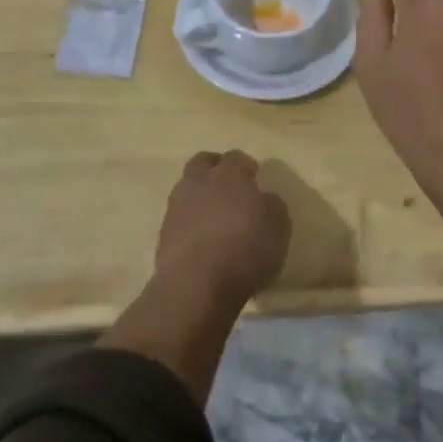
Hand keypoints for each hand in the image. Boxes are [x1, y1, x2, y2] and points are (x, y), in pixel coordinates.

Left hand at [154, 150, 291, 304]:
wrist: (196, 284)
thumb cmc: (246, 248)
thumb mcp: (278, 225)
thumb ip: (271, 204)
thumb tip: (263, 199)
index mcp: (229, 174)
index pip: (236, 157)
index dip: (245, 166)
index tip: (253, 177)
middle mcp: (200, 182)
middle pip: (203, 162)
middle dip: (214, 168)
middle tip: (228, 186)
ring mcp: (177, 207)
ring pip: (187, 189)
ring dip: (199, 197)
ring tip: (214, 217)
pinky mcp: (163, 234)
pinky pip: (179, 219)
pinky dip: (190, 224)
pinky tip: (202, 241)